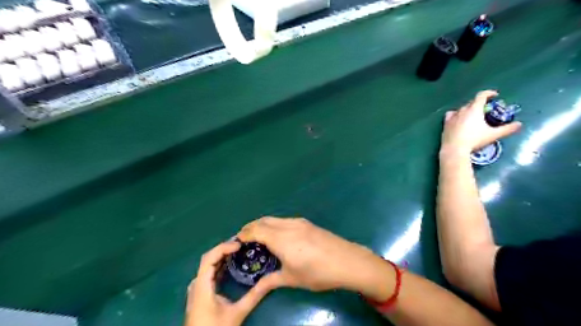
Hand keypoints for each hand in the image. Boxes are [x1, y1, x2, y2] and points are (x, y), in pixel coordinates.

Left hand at [182, 239, 279, 325]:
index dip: (223, 247)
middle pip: (208, 258)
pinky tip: (231, 264)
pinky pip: (209, 272)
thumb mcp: (237, 314)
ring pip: (208, 264)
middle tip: (242, 244)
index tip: (239, 245)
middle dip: (224, 248)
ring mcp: (197, 288)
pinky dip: (220, 264)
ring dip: (222, 255)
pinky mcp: (200, 292)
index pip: (209, 258)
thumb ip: (253, 297)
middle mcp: (196, 284)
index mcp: (202, 287)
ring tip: (239, 250)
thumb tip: (270, 282)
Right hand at [237, 217, 394, 300]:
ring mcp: (299, 222)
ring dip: (263, 224)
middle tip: (245, 239)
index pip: (256, 230)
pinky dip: (274, 225)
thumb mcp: (292, 279)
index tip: (237, 241)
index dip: (244, 234)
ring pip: (274, 219)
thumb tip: (256, 287)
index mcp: (281, 239)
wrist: (347, 261)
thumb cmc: (318, 272)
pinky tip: (278, 236)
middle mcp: (288, 226)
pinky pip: (284, 220)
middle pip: (264, 220)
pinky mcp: (307, 223)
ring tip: (260, 237)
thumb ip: (270, 281)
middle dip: (251, 227)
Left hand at [441, 89, 521, 155]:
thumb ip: (507, 129)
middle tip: (486, 110)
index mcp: (474, 109)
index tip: (494, 95)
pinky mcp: (445, 123)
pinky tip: (458, 118)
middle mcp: (462, 110)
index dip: (489, 93)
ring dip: (468, 109)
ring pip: (461, 108)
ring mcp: (452, 116)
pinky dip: (456, 114)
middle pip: (472, 102)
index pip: (481, 95)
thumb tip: (519, 125)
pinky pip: (451, 114)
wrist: (454, 149)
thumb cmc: (474, 140)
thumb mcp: (493, 135)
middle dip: (480, 103)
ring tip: (473, 115)